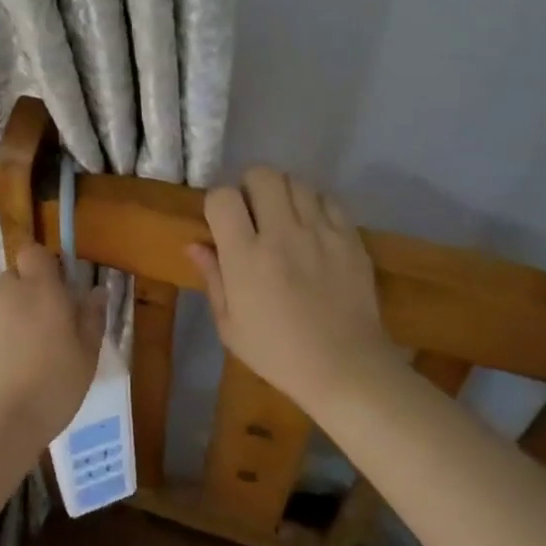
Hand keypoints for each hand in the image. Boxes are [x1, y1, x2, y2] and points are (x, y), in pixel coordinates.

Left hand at [0, 245, 105, 447]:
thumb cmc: (51, 387)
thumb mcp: (86, 357)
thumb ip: (91, 318)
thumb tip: (96, 292)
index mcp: (40, 289)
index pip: (34, 252)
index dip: (43, 266)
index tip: (56, 291)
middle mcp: (5, 292)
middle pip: (14, 280)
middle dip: (27, 297)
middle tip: (44, 333)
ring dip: (8, 323)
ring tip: (20, 363)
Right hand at [186, 168, 387, 409]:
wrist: (347, 370)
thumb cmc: (279, 353)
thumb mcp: (230, 326)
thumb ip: (212, 278)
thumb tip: (195, 244)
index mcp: (246, 257)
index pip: (223, 197)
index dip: (218, 203)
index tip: (222, 221)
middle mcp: (282, 235)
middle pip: (262, 175)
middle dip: (251, 186)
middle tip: (253, 212)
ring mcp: (320, 233)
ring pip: (296, 182)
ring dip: (284, 194)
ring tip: (284, 217)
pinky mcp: (350, 238)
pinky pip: (329, 200)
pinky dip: (316, 205)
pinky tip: (312, 227)